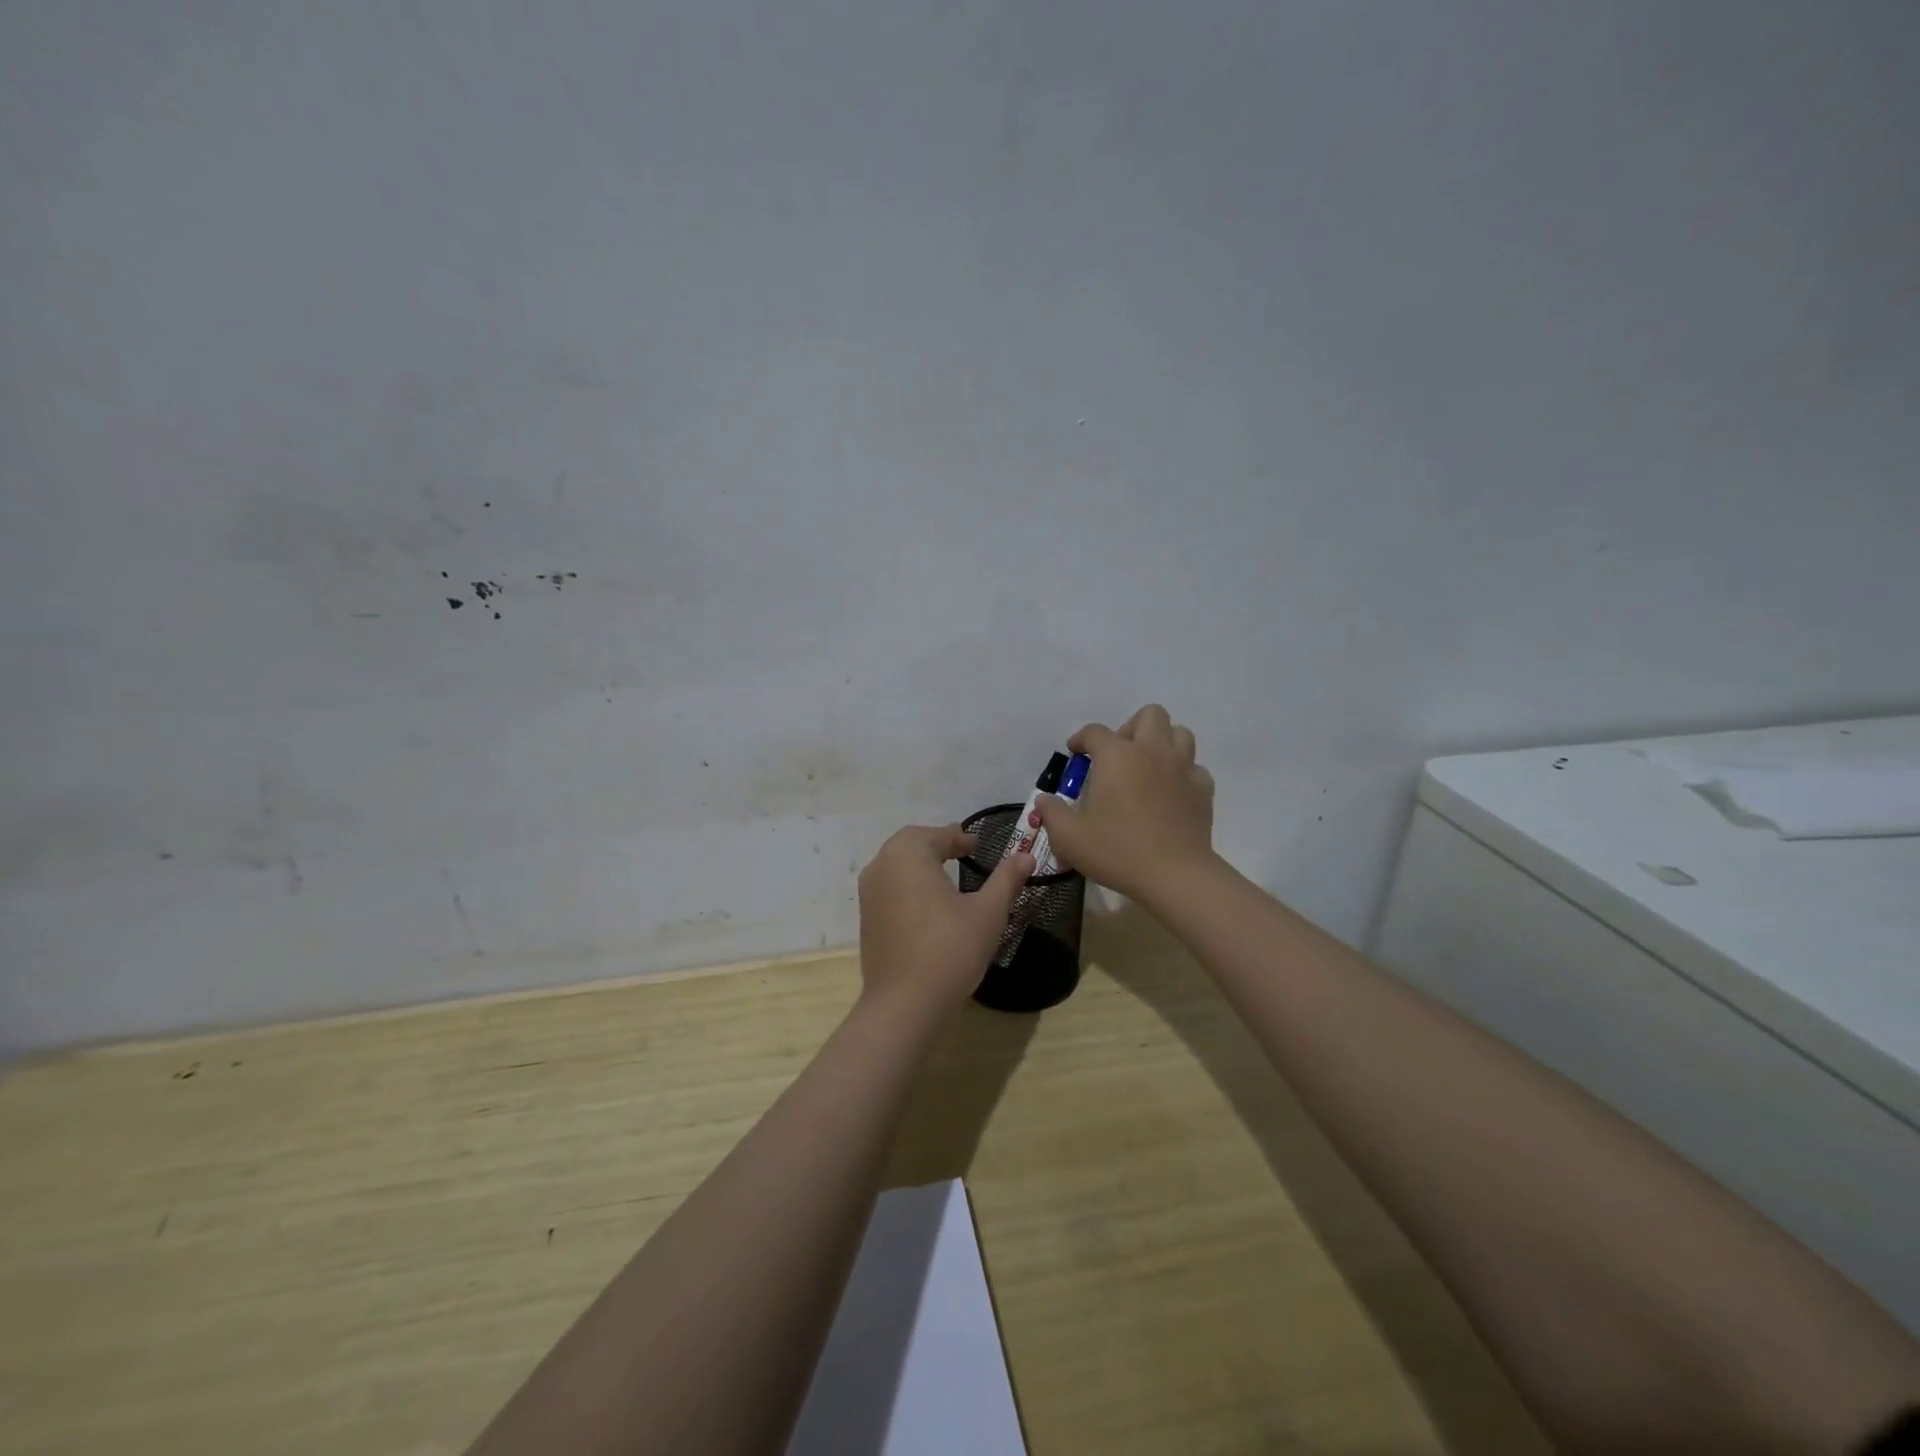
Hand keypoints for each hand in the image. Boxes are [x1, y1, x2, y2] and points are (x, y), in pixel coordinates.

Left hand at [857, 824, 1032, 1019]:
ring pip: (896, 863)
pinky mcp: (866, 917)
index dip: (960, 838)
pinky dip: (907, 883)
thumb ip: (1006, 879)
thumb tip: (1025, 855)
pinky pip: (888, 886)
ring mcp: (869, 892)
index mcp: (909, 854)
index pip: (938, 835)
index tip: (977, 846)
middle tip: (962, 852)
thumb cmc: (950, 950)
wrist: (904, 1004)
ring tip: (946, 875)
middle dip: (937, 844)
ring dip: (920, 862)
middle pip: (911, 842)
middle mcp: (882, 865)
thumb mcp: (988, 913)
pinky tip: (927, 903)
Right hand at [1035, 704, 1216, 902]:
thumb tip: (1044, 800)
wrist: (1174, 875)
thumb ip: (1051, 813)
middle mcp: (1152, 751)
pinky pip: (1194, 768)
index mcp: (1116, 756)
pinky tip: (1171, 793)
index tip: (1075, 753)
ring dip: (1162, 743)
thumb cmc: (1116, 850)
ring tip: (1147, 767)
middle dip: (1131, 728)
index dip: (1081, 739)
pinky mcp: (1203, 790)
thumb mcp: (1068, 836)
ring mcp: (1183, 769)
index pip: (1095, 732)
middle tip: (1118, 756)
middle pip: (1149, 715)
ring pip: (1180, 734)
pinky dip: (1182, 774)